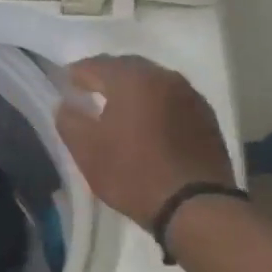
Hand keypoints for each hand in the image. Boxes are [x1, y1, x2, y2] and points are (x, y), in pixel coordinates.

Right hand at [54, 55, 235, 227]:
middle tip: (89, 91)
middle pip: (127, 67)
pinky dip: (155, 104)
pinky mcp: (206, 117)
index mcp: (132, 79)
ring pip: (153, 82)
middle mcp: (164, 77)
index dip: (76, 74)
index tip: (65, 85)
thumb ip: (69, 120)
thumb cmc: (132, 173)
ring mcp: (190, 95)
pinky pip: (171, 99)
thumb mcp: (86, 150)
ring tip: (118, 108)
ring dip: (133, 89)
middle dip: (106, 76)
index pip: (95, 65)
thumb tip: (66, 104)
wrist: (195, 206)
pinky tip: (148, 124)